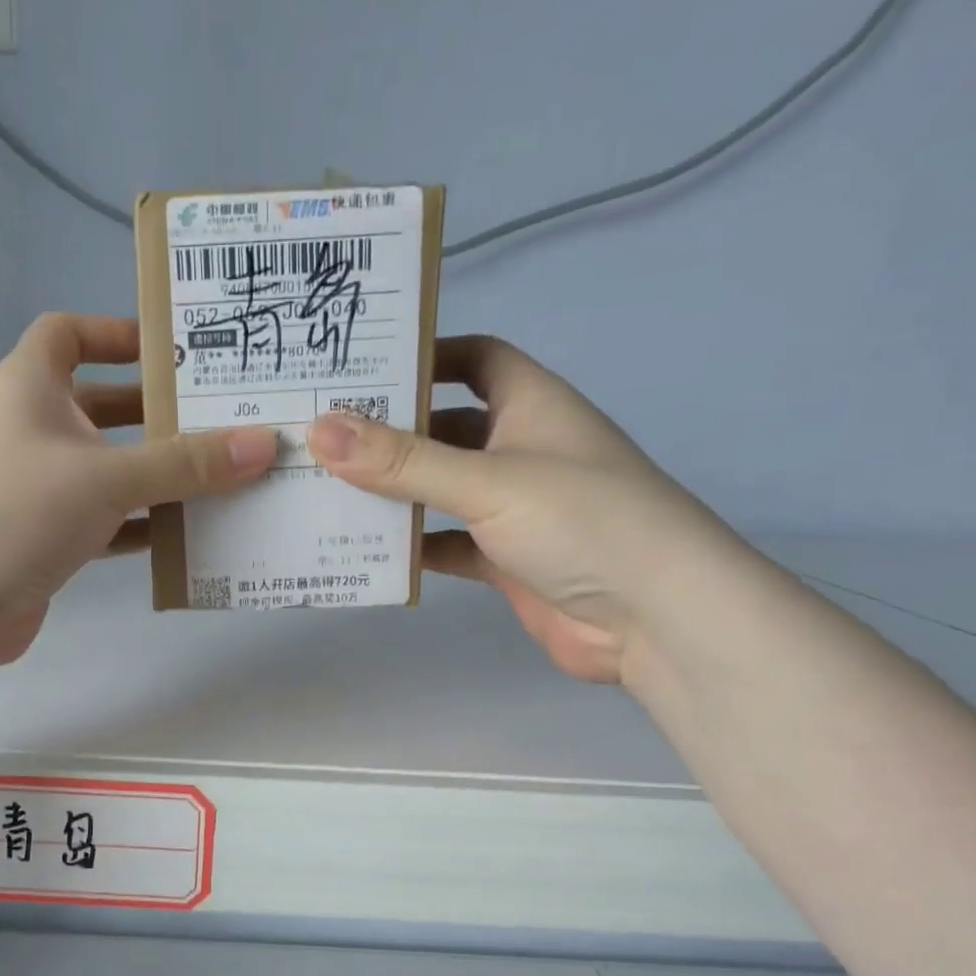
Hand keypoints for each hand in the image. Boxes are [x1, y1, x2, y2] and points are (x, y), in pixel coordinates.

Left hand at [0, 313, 276, 663]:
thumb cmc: (13, 507)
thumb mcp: (106, 476)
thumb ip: (184, 463)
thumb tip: (264, 443)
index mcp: (31, 387)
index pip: (68, 335)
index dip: (116, 333)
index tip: (172, 349)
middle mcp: (33, 431)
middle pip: (104, 408)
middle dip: (159, 415)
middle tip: (226, 421)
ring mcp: (37, 490)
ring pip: (110, 472)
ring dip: (159, 477)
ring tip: (225, 478)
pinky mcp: (45, 542)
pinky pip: (106, 524)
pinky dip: (143, 528)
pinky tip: (190, 535)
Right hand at [307, 335, 729, 684]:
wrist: (657, 620)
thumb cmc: (582, 522)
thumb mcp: (488, 481)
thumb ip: (403, 461)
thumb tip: (320, 428)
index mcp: (530, 405)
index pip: (474, 358)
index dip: (425, 355)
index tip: (363, 367)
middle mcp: (520, 449)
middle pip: (444, 426)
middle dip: (389, 430)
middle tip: (318, 433)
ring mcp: (513, 508)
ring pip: (440, 489)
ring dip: (394, 492)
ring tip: (325, 488)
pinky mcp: (506, 559)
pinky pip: (447, 542)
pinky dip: (412, 545)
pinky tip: (365, 549)